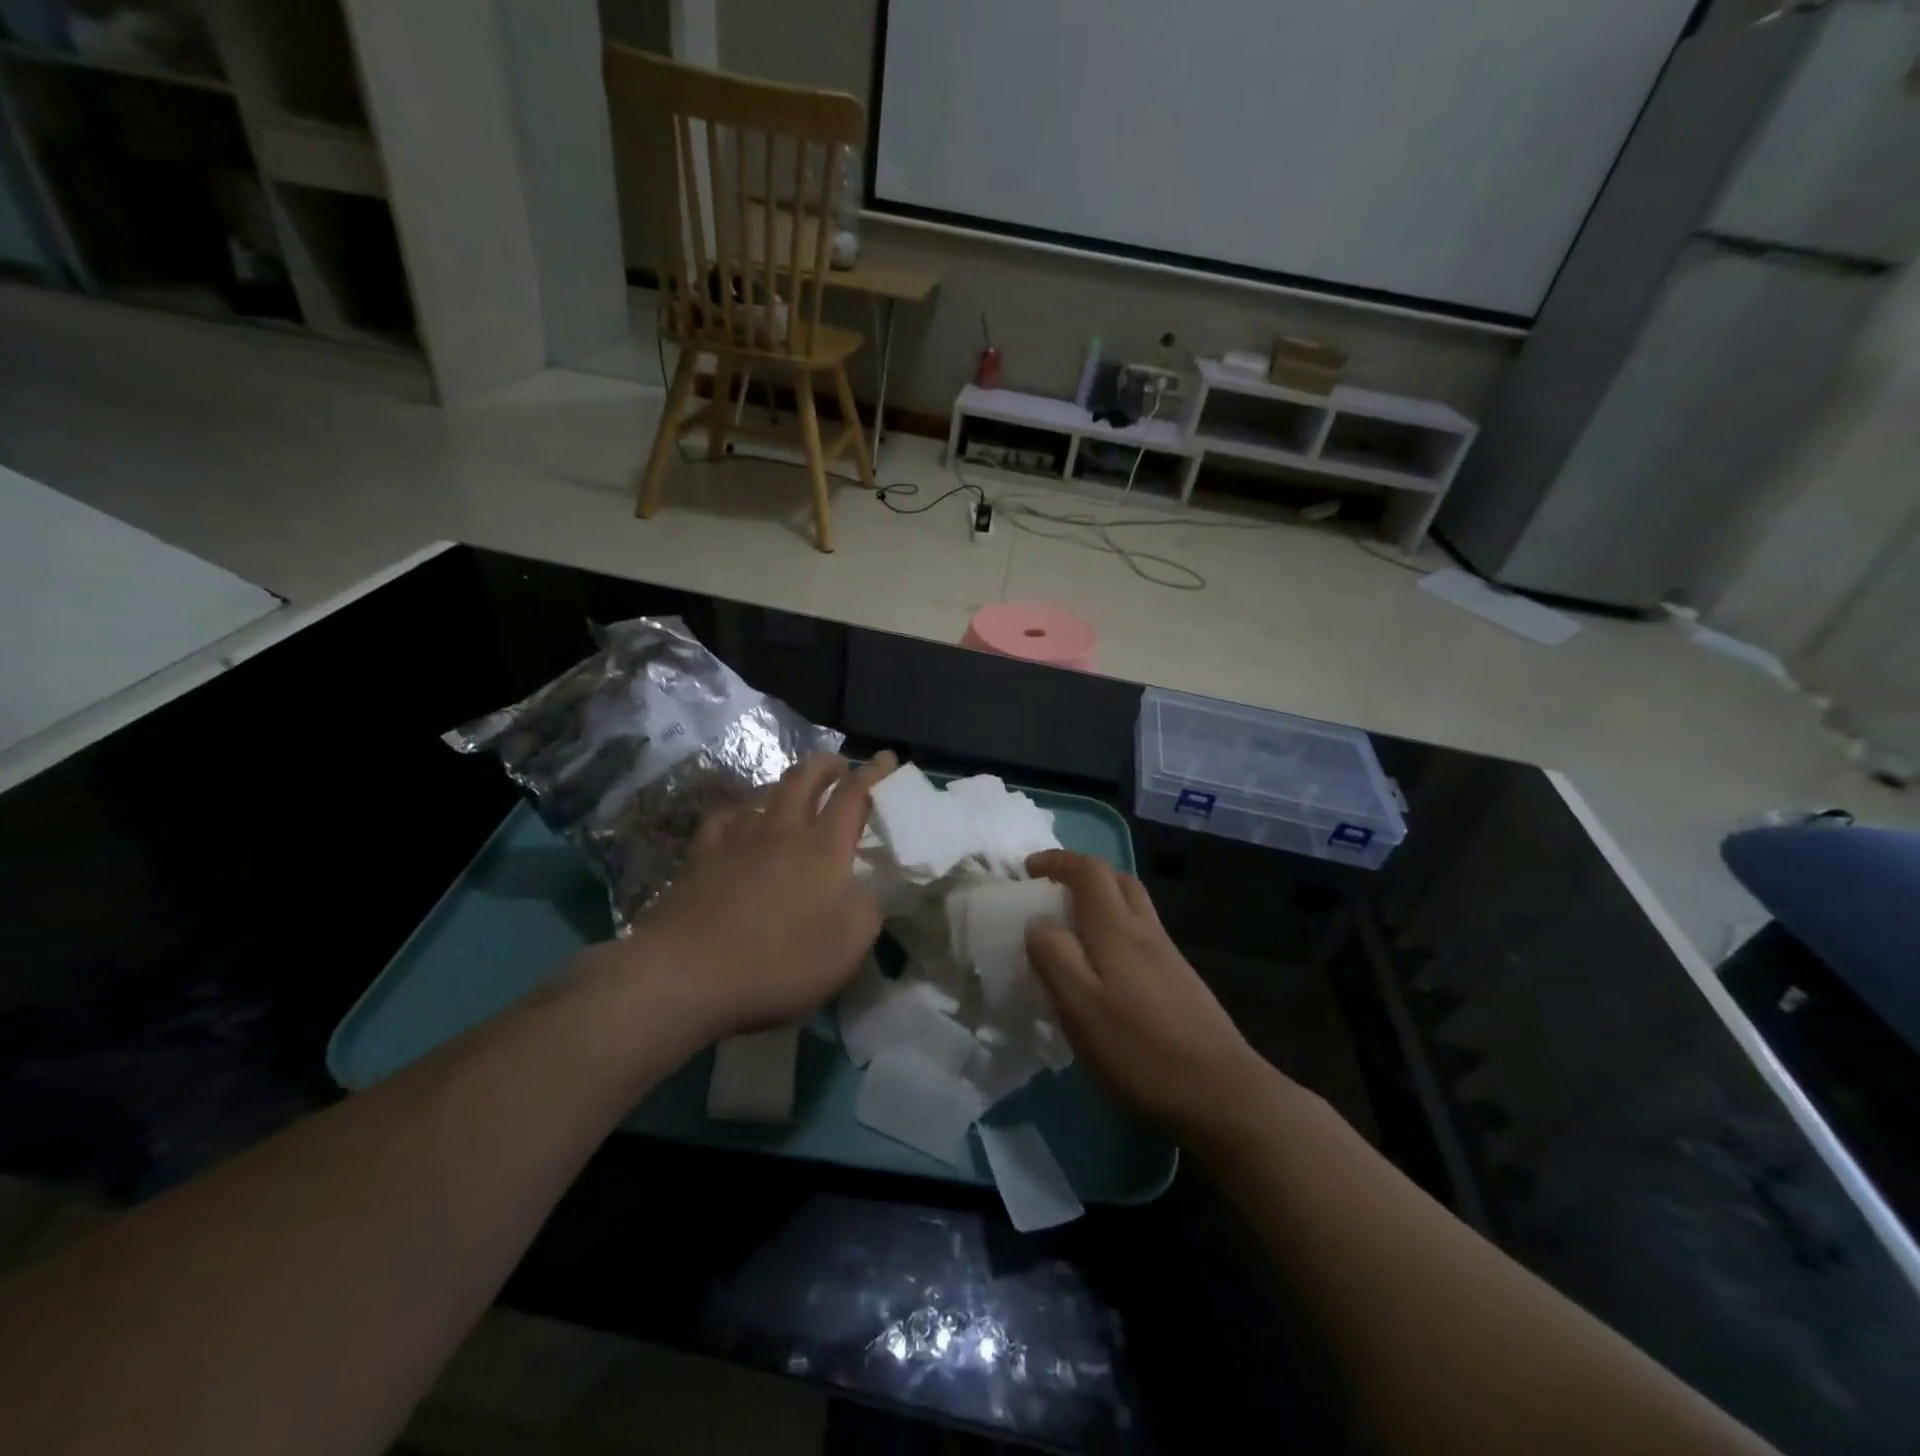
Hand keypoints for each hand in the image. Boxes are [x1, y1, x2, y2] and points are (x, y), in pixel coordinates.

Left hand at [589, 751, 896, 1045]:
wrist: (689, 973)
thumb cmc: (780, 961)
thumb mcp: (849, 946)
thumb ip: (866, 909)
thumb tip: (864, 890)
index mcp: (824, 848)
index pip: (854, 795)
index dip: (873, 773)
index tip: (886, 758)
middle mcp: (782, 830)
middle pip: (805, 778)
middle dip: (826, 765)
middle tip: (839, 766)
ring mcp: (737, 839)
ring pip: (765, 792)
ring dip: (785, 785)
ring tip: (794, 792)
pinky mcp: (701, 855)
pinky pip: (724, 816)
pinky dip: (739, 811)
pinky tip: (739, 820)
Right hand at [1025, 850, 1270, 1138]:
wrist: (1223, 1094)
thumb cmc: (1140, 1050)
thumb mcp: (1079, 1007)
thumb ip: (1054, 957)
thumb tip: (1037, 921)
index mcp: (1117, 930)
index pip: (1089, 871)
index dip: (1058, 861)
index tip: (1029, 870)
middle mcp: (1147, 932)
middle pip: (1118, 880)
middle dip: (1083, 874)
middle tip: (1053, 891)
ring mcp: (1169, 958)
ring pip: (1134, 908)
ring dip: (1103, 901)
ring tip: (1074, 929)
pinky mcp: (1182, 983)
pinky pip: (1143, 936)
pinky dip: (1118, 931)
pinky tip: (1107, 971)